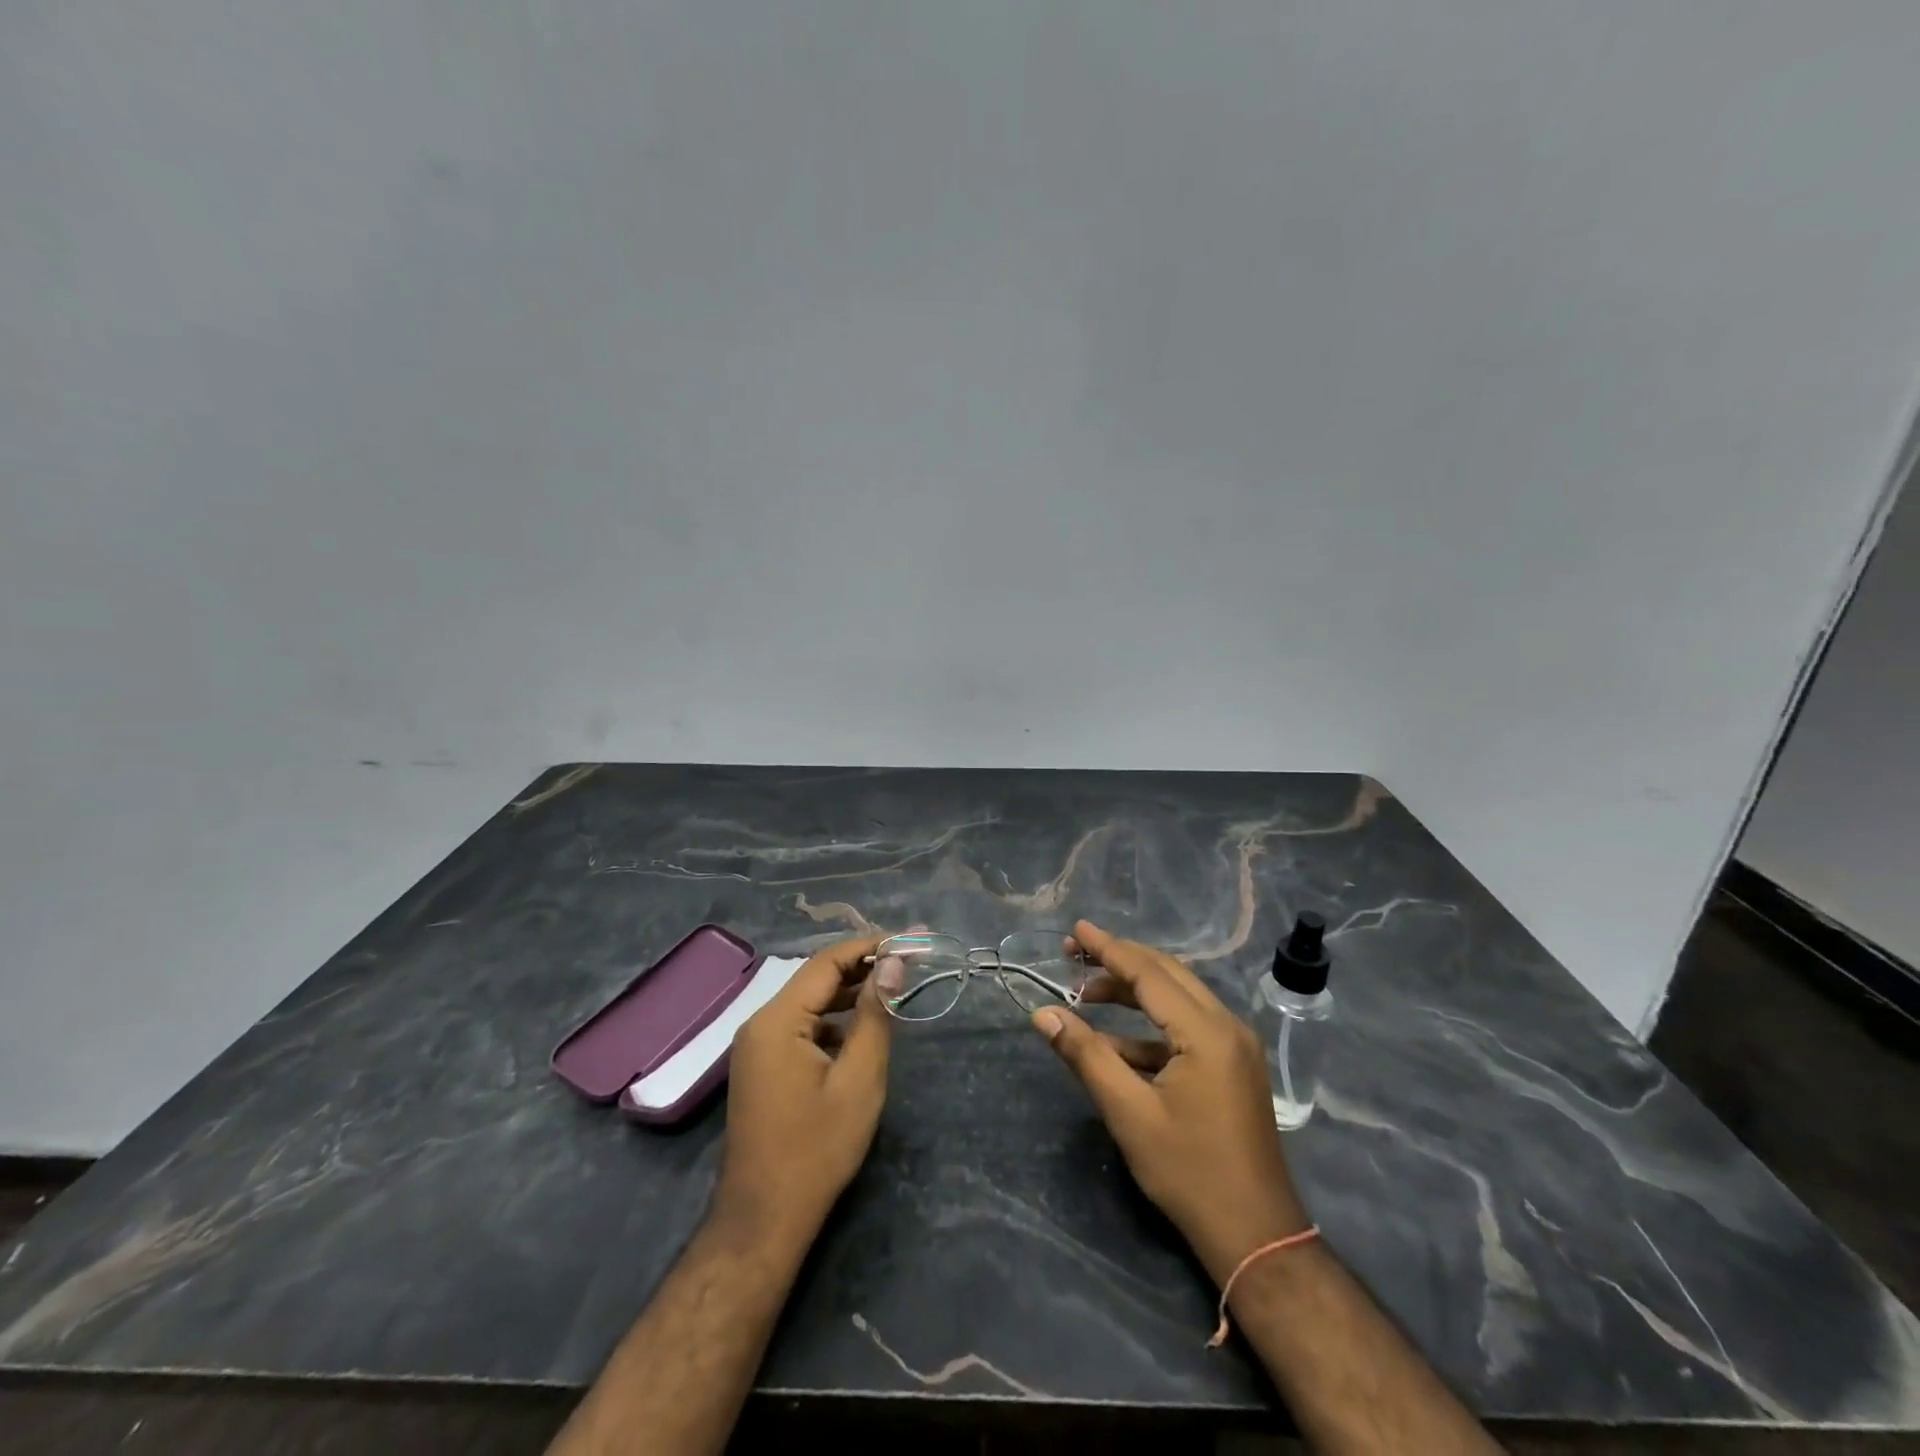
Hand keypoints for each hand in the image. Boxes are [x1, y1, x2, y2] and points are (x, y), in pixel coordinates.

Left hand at [715, 934, 899, 1240]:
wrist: (763, 1220)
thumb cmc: (817, 1149)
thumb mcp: (859, 1079)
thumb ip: (875, 1015)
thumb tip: (892, 963)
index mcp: (777, 1020)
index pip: (827, 962)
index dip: (869, 946)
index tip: (910, 941)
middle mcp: (760, 1022)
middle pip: (816, 978)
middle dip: (863, 967)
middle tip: (909, 961)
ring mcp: (757, 1046)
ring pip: (809, 1003)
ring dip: (849, 994)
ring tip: (893, 989)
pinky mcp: (762, 1066)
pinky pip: (801, 1027)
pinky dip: (833, 1021)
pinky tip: (861, 1031)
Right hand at [1031, 920, 1310, 1284]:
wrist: (1256, 1235)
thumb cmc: (1189, 1172)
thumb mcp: (1128, 1112)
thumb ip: (1085, 1055)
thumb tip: (1043, 1014)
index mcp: (1206, 1031)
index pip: (1149, 973)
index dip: (1108, 949)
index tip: (1075, 930)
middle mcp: (1227, 1025)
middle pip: (1166, 974)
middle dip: (1119, 961)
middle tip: (1074, 955)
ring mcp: (1234, 1045)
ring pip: (1177, 997)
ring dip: (1133, 992)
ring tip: (1085, 995)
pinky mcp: (1233, 1065)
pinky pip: (1187, 1025)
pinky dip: (1149, 1025)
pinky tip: (1115, 1042)